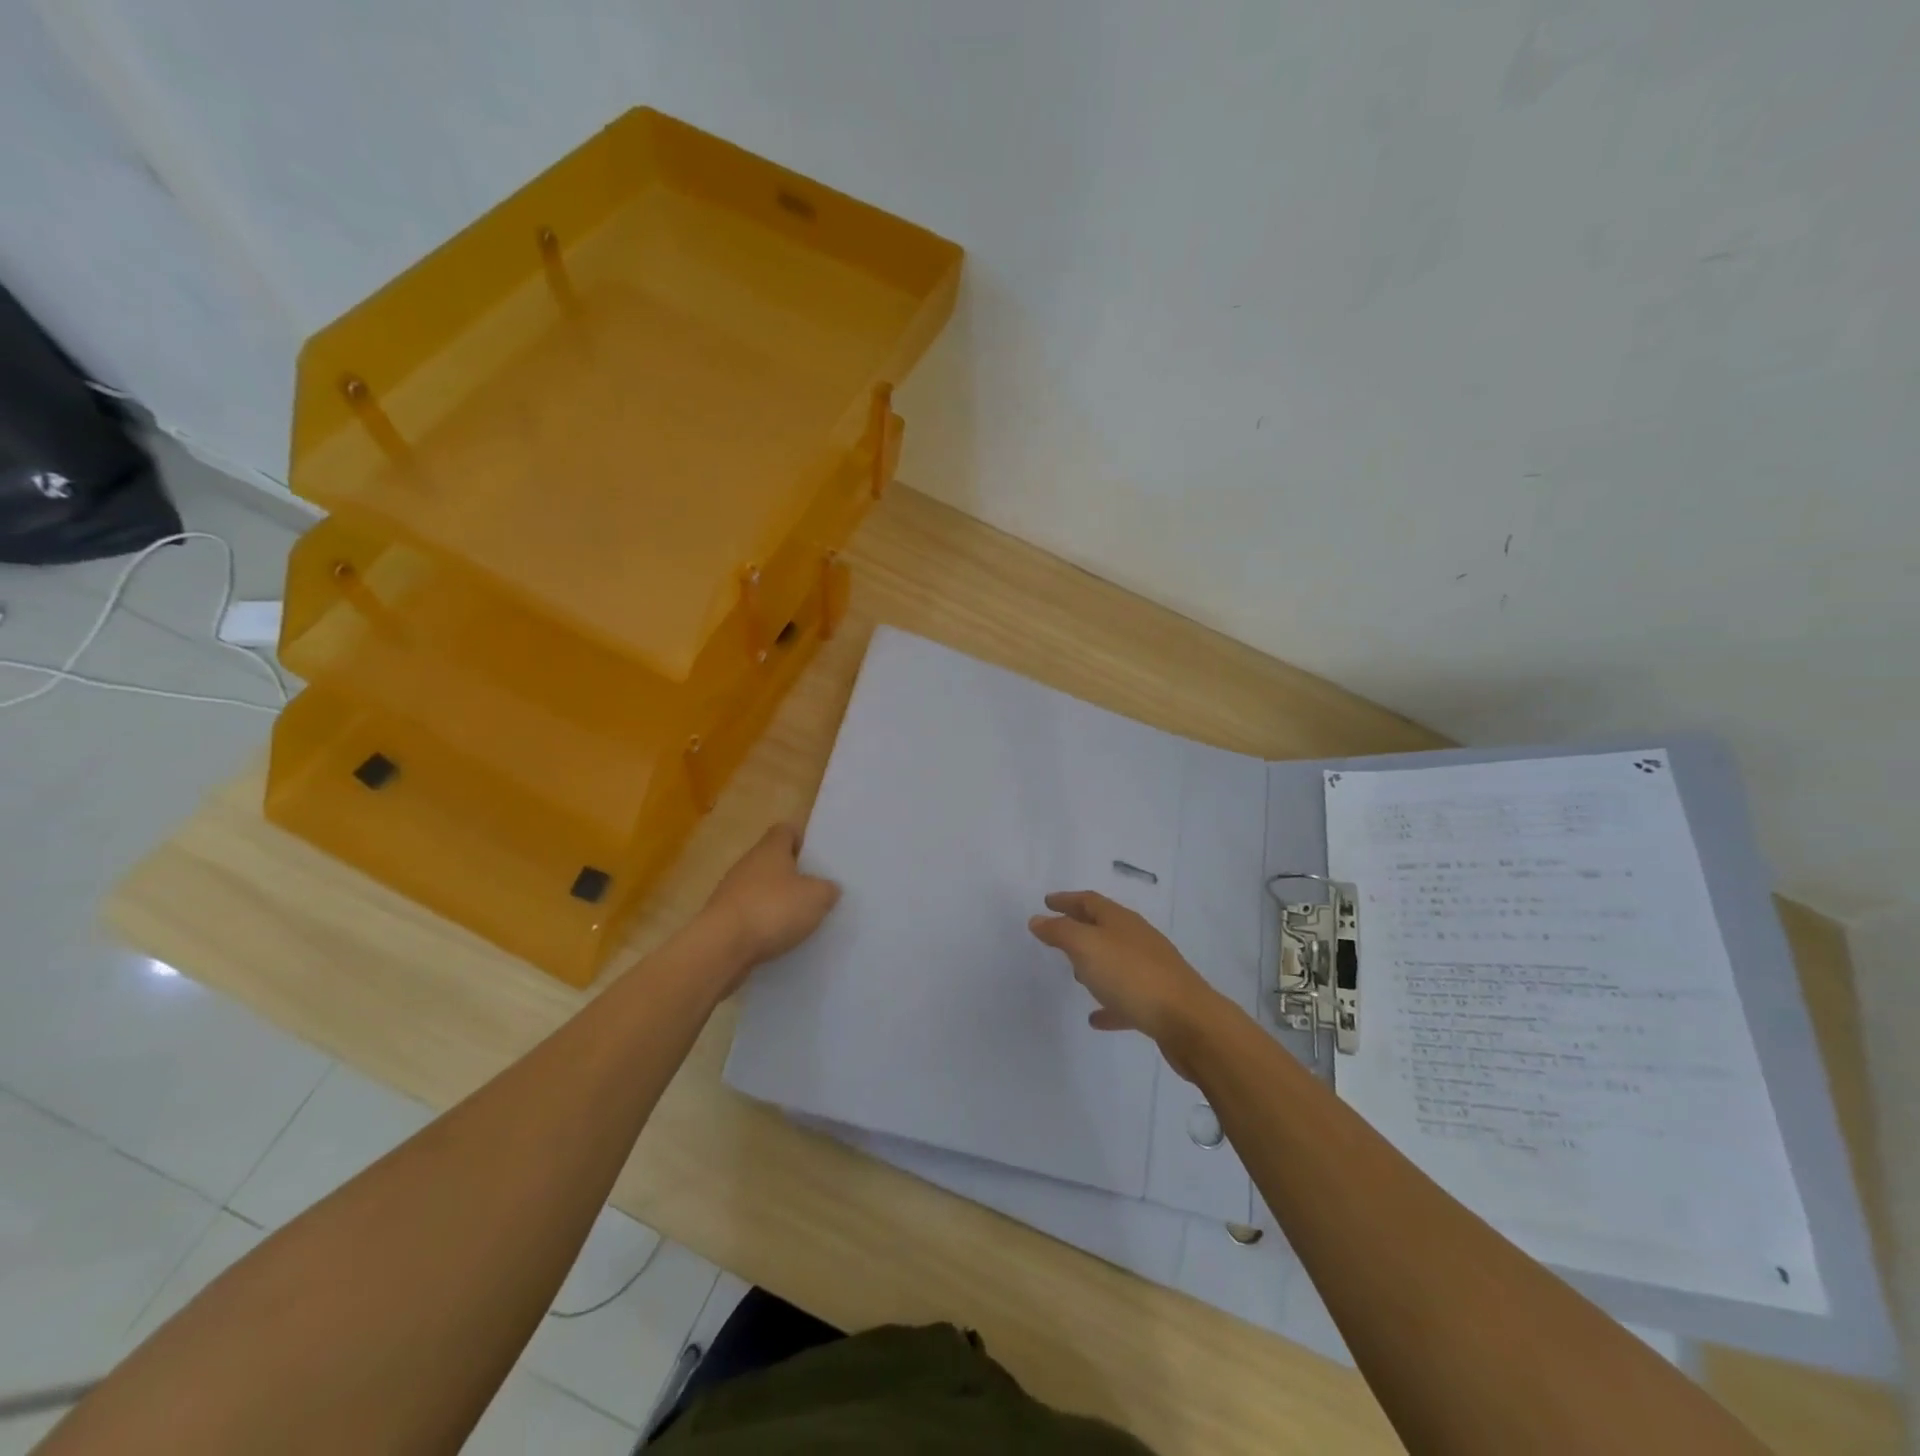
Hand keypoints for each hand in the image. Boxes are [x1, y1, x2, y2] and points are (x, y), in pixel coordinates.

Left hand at [699, 824, 840, 974]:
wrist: (722, 947)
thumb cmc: (773, 909)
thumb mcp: (817, 897)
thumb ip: (828, 889)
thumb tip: (828, 888)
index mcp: (770, 849)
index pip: (785, 830)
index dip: (802, 840)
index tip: (817, 858)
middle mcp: (748, 864)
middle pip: (773, 861)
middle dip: (793, 875)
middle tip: (816, 892)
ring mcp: (731, 892)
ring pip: (761, 890)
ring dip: (778, 902)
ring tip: (801, 920)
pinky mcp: (723, 920)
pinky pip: (750, 916)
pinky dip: (764, 925)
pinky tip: (779, 940)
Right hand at [1028, 891, 1226, 1071]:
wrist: (1188, 1020)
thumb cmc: (1132, 975)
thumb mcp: (1087, 947)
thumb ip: (1060, 932)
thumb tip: (1038, 919)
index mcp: (1121, 920)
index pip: (1089, 901)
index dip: (1066, 900)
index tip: (1046, 902)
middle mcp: (1137, 939)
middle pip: (1104, 927)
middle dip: (1080, 928)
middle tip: (1057, 934)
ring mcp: (1150, 969)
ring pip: (1116, 960)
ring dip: (1095, 964)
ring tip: (1074, 975)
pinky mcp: (1157, 1001)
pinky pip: (1126, 998)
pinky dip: (1109, 1002)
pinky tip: (1096, 1017)